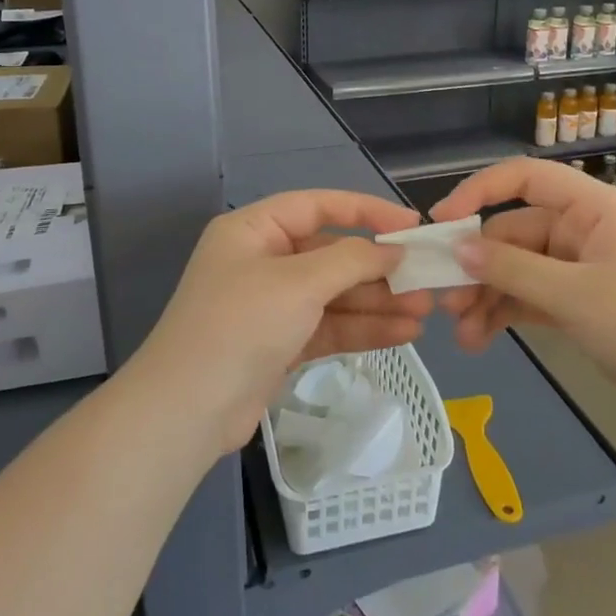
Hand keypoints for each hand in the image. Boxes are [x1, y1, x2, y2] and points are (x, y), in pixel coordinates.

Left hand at [132, 190, 431, 452]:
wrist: (189, 410)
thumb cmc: (241, 325)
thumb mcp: (298, 282)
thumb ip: (350, 260)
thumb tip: (391, 253)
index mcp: (254, 230)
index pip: (319, 206)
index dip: (367, 211)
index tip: (411, 226)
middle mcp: (262, 261)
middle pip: (331, 254)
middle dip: (378, 269)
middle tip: (426, 279)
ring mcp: (271, 305)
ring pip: (334, 294)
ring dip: (377, 302)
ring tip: (425, 311)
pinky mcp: (280, 344)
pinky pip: (328, 326)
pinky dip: (362, 329)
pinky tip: (404, 333)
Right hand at [430, 158, 615, 425]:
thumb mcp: (573, 295)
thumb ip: (511, 270)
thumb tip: (456, 248)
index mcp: (590, 208)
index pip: (524, 177)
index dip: (479, 191)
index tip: (442, 222)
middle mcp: (581, 230)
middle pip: (513, 233)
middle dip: (478, 267)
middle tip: (445, 301)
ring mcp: (579, 268)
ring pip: (517, 270)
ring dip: (487, 297)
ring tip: (463, 335)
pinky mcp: (578, 303)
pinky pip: (530, 297)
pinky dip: (506, 314)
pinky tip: (481, 339)